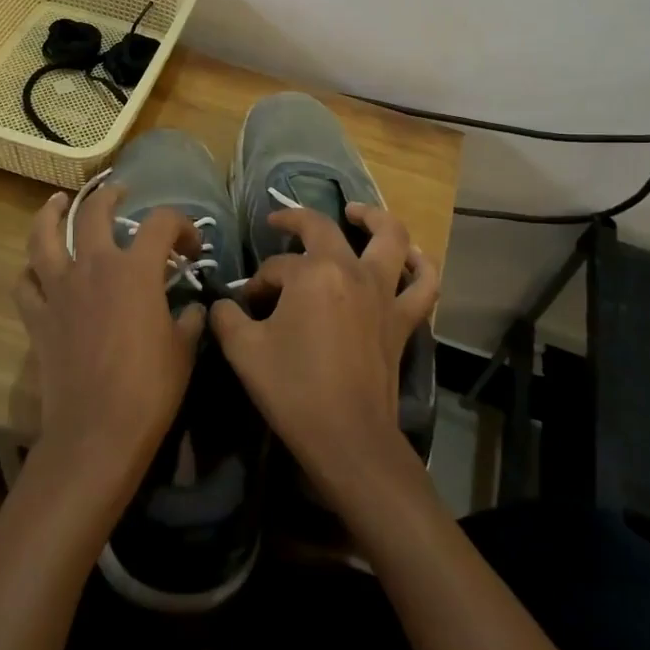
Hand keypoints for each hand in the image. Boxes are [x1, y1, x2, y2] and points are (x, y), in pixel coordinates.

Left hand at [14, 186, 204, 486]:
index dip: (181, 226)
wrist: (97, 431)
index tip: (191, 248)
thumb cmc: (150, 388)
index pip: (162, 223)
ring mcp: (59, 290)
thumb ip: (189, 319)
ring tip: (58, 202)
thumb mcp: (185, 349)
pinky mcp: (37, 317)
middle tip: (119, 194)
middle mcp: (94, 267)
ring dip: (51, 214)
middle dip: (110, 197)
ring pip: (44, 237)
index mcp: (136, 270)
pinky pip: (25, 282)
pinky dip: (31, 270)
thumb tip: (192, 308)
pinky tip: (37, 267)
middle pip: (95, 213)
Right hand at [209, 202, 439, 496]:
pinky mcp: (403, 319)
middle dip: (297, 221)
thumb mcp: (243, 350)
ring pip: (390, 237)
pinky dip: (422, 265)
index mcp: (313, 273)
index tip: (248, 304)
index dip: (258, 282)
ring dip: (373, 217)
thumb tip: (226, 304)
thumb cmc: (292, 389)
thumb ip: (227, 317)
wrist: (346, 437)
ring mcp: (384, 292)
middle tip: (281, 223)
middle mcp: (352, 271)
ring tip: (356, 212)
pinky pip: (424, 283)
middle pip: (324, 229)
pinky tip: (410, 256)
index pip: (277, 266)